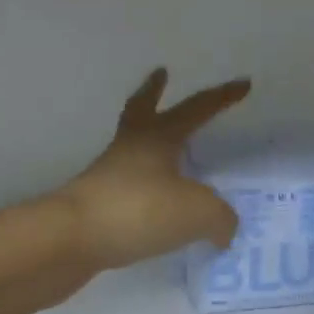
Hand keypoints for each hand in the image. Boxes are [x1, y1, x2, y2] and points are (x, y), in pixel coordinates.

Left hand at [56, 68, 251, 270]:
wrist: (70, 239)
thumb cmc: (139, 210)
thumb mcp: (198, 213)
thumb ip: (221, 218)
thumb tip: (223, 228)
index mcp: (159, 137)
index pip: (198, 108)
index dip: (222, 97)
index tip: (243, 83)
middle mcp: (131, 148)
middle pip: (142, 110)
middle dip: (154, 92)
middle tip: (161, 74)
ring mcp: (108, 175)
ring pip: (132, 148)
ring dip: (148, 142)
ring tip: (166, 150)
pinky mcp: (95, 206)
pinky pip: (128, 189)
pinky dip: (146, 189)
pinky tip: (158, 206)